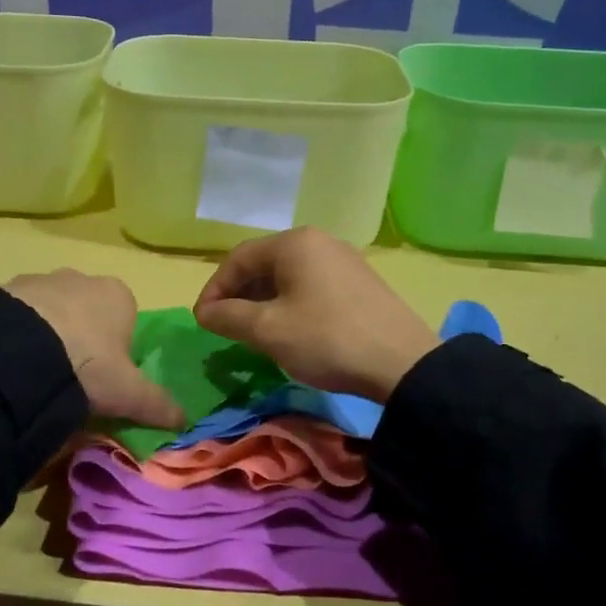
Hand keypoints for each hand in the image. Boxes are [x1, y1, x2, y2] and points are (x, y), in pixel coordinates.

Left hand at [5, 270, 185, 428]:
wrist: (19, 351)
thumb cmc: (89, 365)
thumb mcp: (128, 393)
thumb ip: (157, 404)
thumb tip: (185, 420)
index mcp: (118, 295)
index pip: (125, 319)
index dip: (117, 350)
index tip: (104, 378)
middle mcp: (81, 279)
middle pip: (87, 312)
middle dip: (80, 339)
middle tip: (71, 378)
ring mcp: (41, 280)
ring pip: (51, 311)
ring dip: (47, 335)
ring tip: (36, 374)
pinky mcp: (5, 289)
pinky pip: (18, 315)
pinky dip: (18, 334)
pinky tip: (12, 363)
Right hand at [193, 228, 437, 402]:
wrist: (402, 363)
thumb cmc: (326, 339)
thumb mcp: (268, 330)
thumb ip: (228, 317)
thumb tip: (205, 312)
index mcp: (294, 243)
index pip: (238, 258)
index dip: (215, 289)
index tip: (203, 321)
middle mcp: (319, 242)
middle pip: (264, 264)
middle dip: (239, 295)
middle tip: (226, 327)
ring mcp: (344, 260)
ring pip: (288, 276)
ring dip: (264, 302)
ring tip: (254, 332)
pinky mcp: (360, 283)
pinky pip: (312, 286)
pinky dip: (290, 304)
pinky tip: (291, 331)